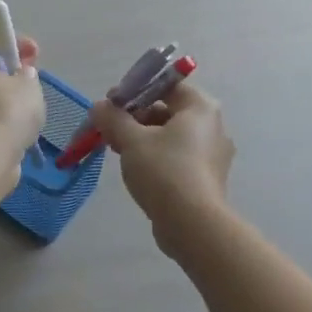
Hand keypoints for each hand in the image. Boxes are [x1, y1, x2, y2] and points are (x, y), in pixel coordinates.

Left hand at [0, 31, 44, 163]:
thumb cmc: (5, 111)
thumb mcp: (28, 83)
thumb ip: (26, 73)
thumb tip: (20, 76)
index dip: (11, 41)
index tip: (34, 54)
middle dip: (8, 71)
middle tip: (31, 80)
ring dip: (2, 97)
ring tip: (28, 108)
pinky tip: (17, 128)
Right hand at [88, 83, 233, 255]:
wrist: (193, 225)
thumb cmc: (164, 171)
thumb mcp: (131, 140)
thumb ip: (113, 118)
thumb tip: (98, 107)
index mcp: (200, 108)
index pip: (167, 85)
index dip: (136, 90)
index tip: (111, 104)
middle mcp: (212, 126)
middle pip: (168, 111)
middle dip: (134, 118)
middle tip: (109, 129)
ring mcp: (212, 155)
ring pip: (170, 136)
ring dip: (142, 139)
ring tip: (116, 151)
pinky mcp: (206, 178)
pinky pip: (177, 158)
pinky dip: (155, 158)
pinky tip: (135, 171)